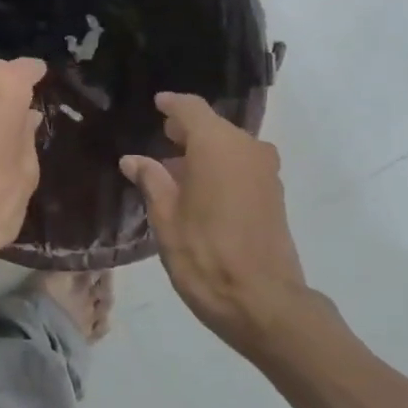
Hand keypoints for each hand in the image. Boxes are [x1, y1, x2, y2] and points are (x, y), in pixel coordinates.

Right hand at [120, 93, 311, 353]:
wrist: (265, 303)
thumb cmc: (205, 256)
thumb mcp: (167, 219)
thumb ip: (151, 181)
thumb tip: (134, 159)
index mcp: (217, 146)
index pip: (191, 109)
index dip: (171, 105)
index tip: (156, 104)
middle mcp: (247, 148)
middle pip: (213, 126)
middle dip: (186, 130)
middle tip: (159, 138)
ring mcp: (265, 171)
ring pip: (229, 146)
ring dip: (204, 151)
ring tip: (174, 169)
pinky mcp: (274, 193)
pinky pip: (242, 164)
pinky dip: (220, 166)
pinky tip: (199, 188)